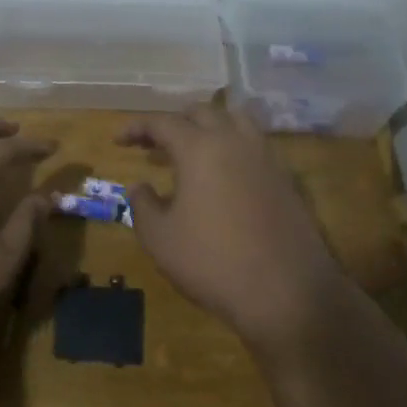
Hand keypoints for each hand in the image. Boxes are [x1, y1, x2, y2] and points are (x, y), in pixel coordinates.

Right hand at [119, 106, 355, 354]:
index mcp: (200, 149)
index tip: (118, 139)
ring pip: (236, 121)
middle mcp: (235, 142)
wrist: (287, 293)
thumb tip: (138, 185)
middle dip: (174, 122)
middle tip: (154, 143)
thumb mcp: (160, 239)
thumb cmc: (213, 262)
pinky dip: (234, 147)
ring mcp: (267, 158)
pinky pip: (256, 146)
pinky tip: (225, 174)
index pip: (163, 122)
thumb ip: (143, 205)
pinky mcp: (287, 179)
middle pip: (202, 113)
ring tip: (192, 149)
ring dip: (209, 127)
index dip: (137, 127)